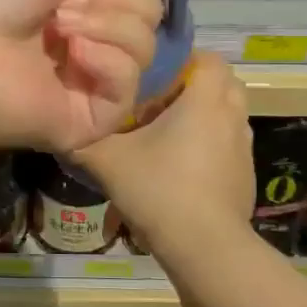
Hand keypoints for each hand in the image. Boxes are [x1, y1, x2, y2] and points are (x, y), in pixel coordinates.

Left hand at [0, 0, 173, 151]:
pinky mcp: (96, 115)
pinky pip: (132, 84)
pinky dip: (106, 63)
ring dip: (105, 27)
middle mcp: (92, 30)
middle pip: (150, 8)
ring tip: (60, 31)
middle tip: (65, 4)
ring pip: (146, 44)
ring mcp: (94, 75)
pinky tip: (73, 58)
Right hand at [74, 52, 253, 244]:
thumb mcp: (108, 161)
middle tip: (160, 98)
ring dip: (205, 114)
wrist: (205, 248)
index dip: (183, 58)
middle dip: (195, 83)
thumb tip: (60, 125)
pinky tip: (183, 166)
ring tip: (170, 131)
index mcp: (206, 99)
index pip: (208, 58)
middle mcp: (232, 115)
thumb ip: (82, 138)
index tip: (153, 73)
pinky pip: (229, 143)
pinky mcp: (246, 174)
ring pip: (229, 113)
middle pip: (223, 82)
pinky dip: (212, 143)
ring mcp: (244, 147)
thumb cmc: (160, 190)